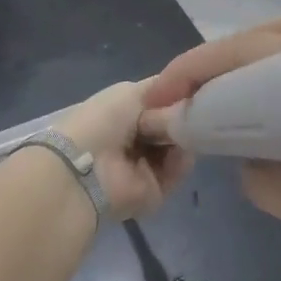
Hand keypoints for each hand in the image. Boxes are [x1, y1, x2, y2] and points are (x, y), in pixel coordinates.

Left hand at [55, 80, 193, 220]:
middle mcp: (136, 141)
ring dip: (184, 138)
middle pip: (173, 127)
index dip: (177, 97)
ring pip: (180, 148)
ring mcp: (145, 167)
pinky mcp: (154, 191)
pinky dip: (181, 161)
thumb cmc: (104, 121)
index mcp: (125, 116)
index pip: (161, 105)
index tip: (192, 91)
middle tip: (189, 114)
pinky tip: (179, 152)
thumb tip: (186, 91)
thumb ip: (162, 90)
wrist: (88, 167)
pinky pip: (177, 172)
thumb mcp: (132, 92)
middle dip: (182, 118)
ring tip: (183, 132)